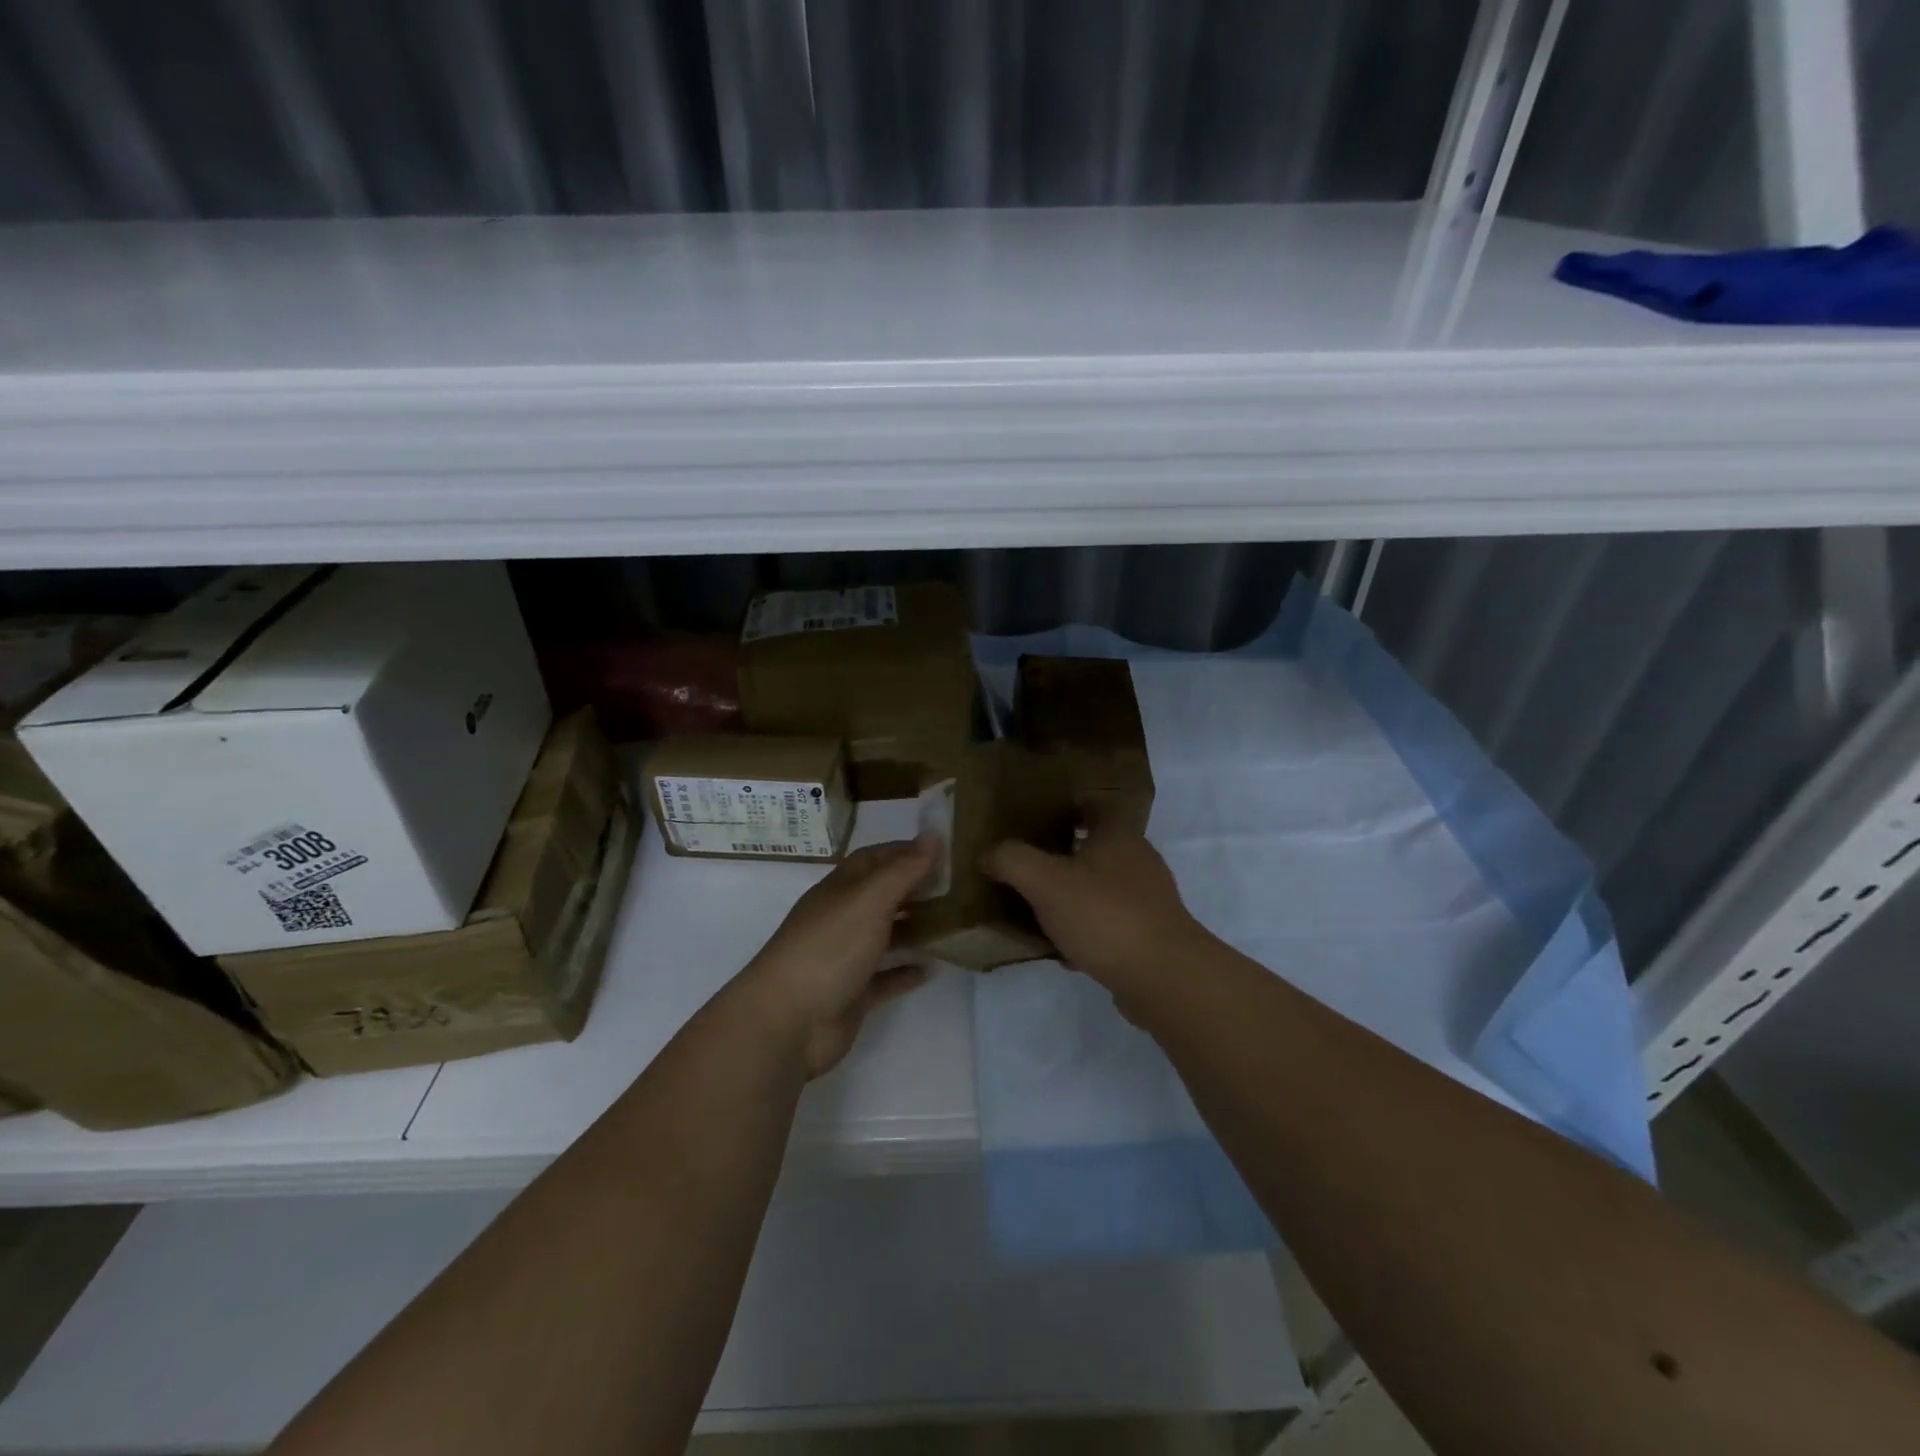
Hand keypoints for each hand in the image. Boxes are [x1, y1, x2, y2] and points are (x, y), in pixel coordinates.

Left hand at [743, 836, 938, 1079]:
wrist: (788, 1022)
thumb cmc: (829, 948)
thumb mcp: (870, 899)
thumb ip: (903, 869)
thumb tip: (933, 834)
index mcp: (841, 889)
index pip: (874, 859)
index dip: (905, 852)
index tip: (944, 851)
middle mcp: (842, 918)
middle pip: (883, 896)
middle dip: (917, 889)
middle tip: (960, 889)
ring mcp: (846, 958)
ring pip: (886, 936)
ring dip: (916, 929)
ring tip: (955, 925)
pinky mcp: (853, 995)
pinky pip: (885, 978)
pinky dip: (906, 971)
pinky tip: (932, 969)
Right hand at [982, 820, 1213, 991]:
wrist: (1164, 978)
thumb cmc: (1105, 916)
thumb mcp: (1046, 882)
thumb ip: (1012, 861)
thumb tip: (988, 854)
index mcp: (1118, 836)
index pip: (1097, 806)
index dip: (1071, 806)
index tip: (1040, 816)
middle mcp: (1138, 861)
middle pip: (1099, 847)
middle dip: (1065, 853)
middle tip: (1028, 864)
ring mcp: (1148, 900)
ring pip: (1103, 888)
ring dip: (1074, 894)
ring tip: (1038, 908)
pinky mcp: (1150, 936)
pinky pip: (1110, 924)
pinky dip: (1087, 930)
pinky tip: (1063, 950)